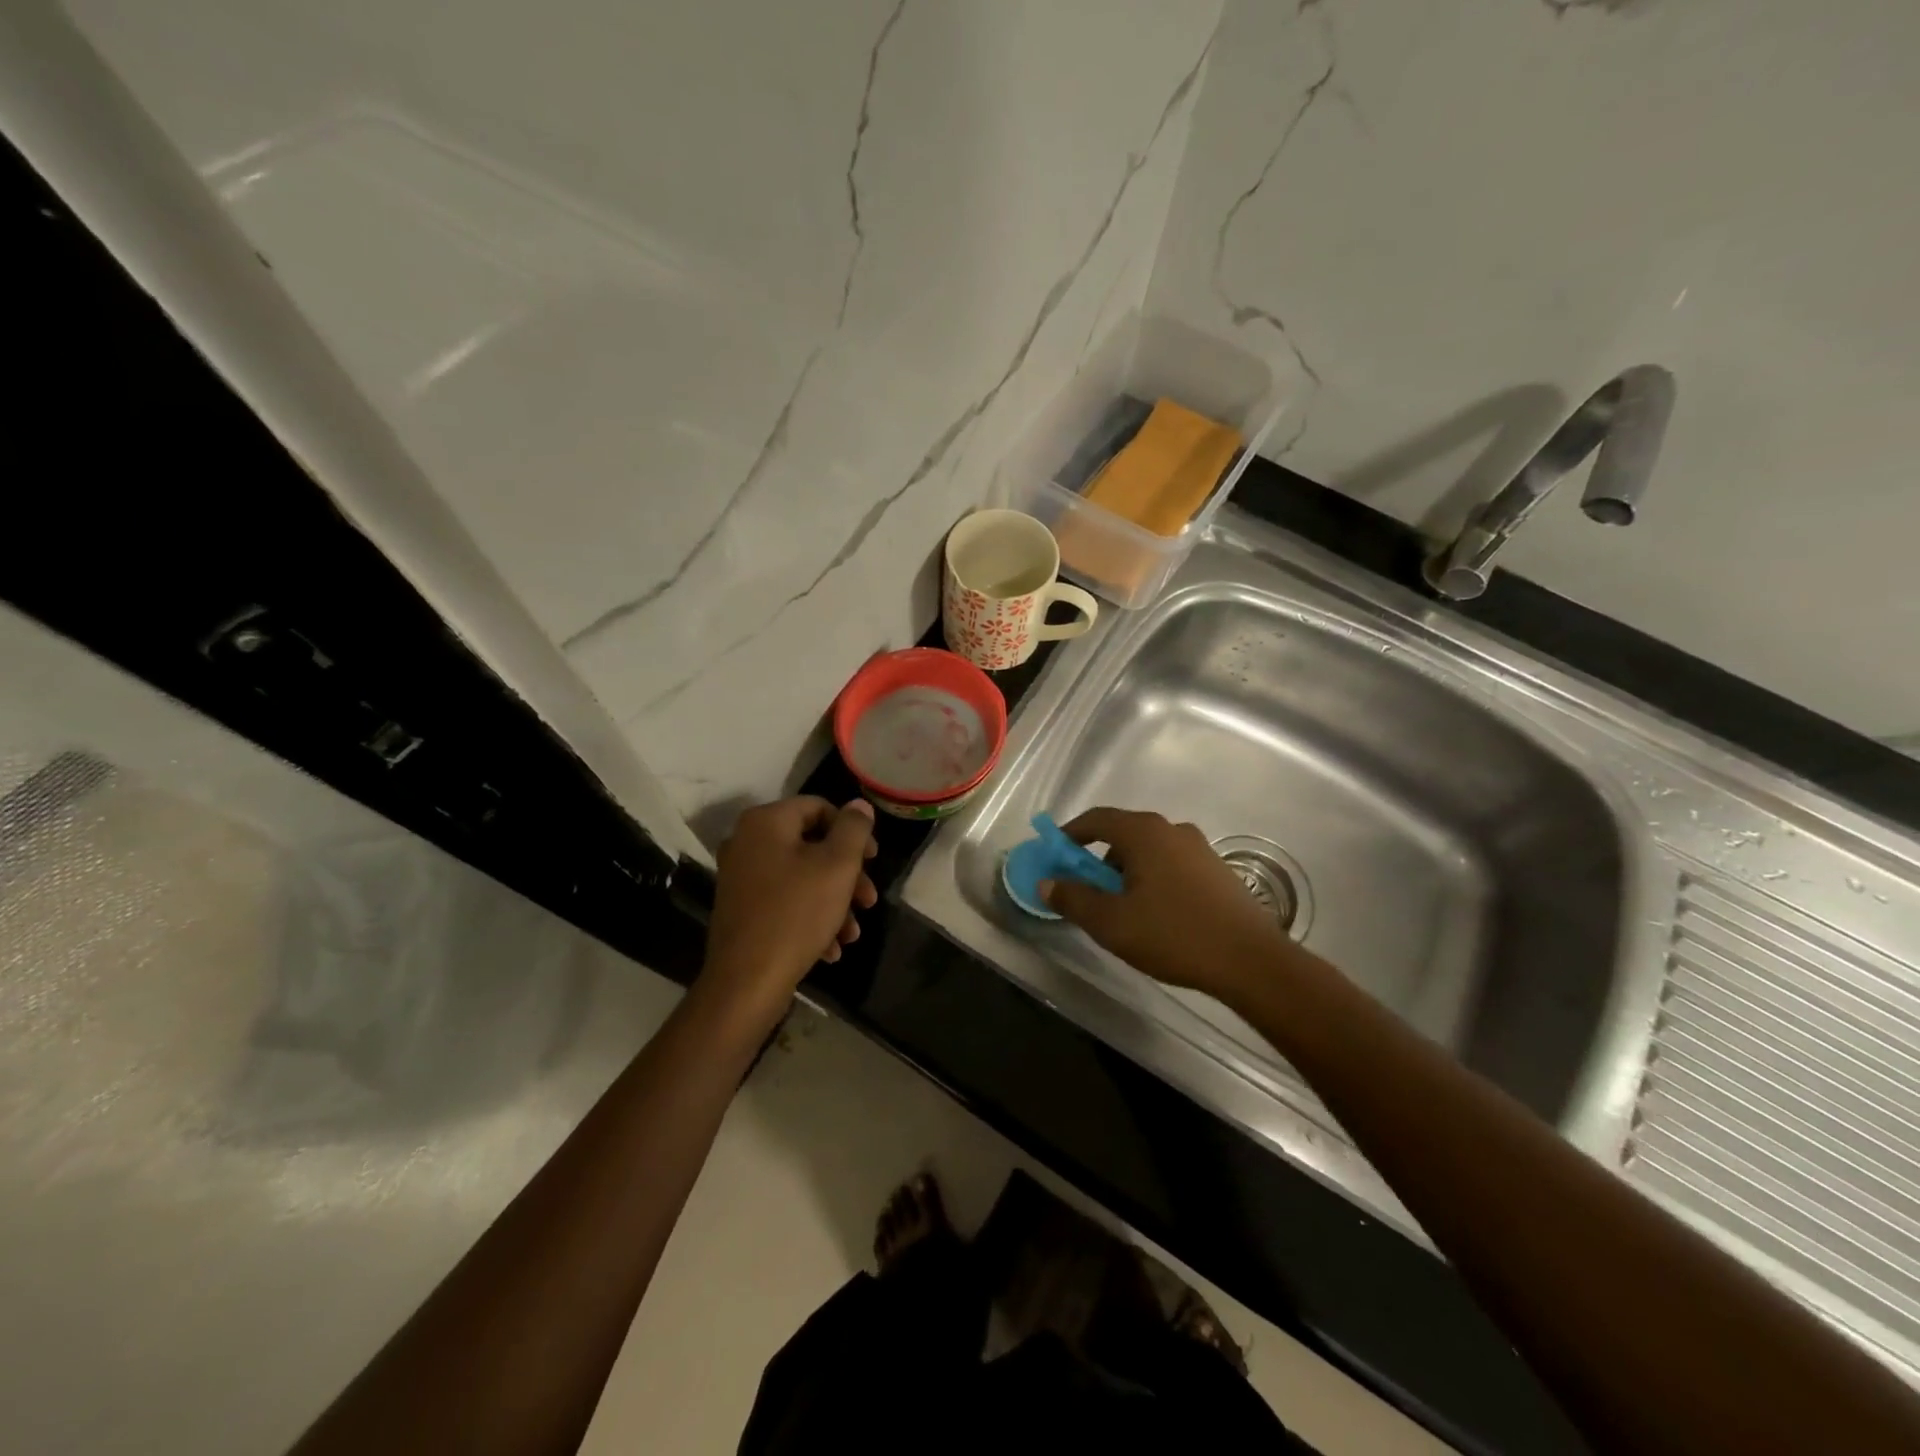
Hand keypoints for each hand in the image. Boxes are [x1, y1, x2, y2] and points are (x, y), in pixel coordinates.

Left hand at [702, 796, 878, 1011]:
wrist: (746, 982)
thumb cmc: (796, 914)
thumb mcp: (837, 866)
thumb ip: (853, 829)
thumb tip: (858, 806)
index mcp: (766, 822)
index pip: (819, 807)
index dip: (853, 831)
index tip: (874, 860)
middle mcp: (747, 842)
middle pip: (812, 846)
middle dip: (847, 874)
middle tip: (869, 900)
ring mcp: (741, 877)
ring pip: (802, 878)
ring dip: (834, 901)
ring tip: (852, 933)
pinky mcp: (741, 909)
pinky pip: (784, 901)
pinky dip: (811, 918)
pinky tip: (831, 948)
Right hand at [1041, 807, 1286, 999]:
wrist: (1251, 961)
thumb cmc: (1174, 935)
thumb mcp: (1112, 923)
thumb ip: (1074, 899)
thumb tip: (1047, 882)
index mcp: (1144, 833)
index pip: (1097, 819)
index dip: (1070, 833)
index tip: (1054, 853)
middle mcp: (1172, 830)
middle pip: (1123, 834)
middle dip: (1098, 858)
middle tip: (1086, 889)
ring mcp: (1199, 848)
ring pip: (1149, 851)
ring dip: (1127, 871)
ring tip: (1121, 909)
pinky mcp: (1217, 870)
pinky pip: (1171, 864)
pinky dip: (1152, 878)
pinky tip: (1156, 914)